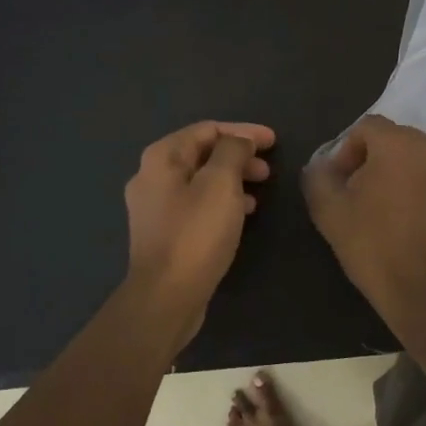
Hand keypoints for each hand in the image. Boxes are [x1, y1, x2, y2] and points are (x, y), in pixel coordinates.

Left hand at [123, 121, 274, 343]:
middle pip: (202, 153)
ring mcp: (154, 206)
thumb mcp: (221, 184)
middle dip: (238, 156)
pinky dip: (221, 201)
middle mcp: (152, 176)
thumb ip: (233, 151)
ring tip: (261, 189)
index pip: (207, 129)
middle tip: (268, 169)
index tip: (274, 141)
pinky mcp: (163, 232)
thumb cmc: (196, 234)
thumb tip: (239, 141)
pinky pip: (197, 204)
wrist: (166, 296)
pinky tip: (243, 213)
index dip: (243, 132)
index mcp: (162, 157)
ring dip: (233, 179)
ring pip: (200, 180)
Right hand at [302, 115, 425, 330]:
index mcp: (400, 145)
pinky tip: (420, 230)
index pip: (367, 127)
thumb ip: (318, 176)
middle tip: (363, 197)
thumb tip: (323, 165)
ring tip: (394, 215)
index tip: (341, 182)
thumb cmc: (373, 247)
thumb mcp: (328, 211)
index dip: (348, 151)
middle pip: (400, 143)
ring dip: (408, 180)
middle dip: (378, 162)